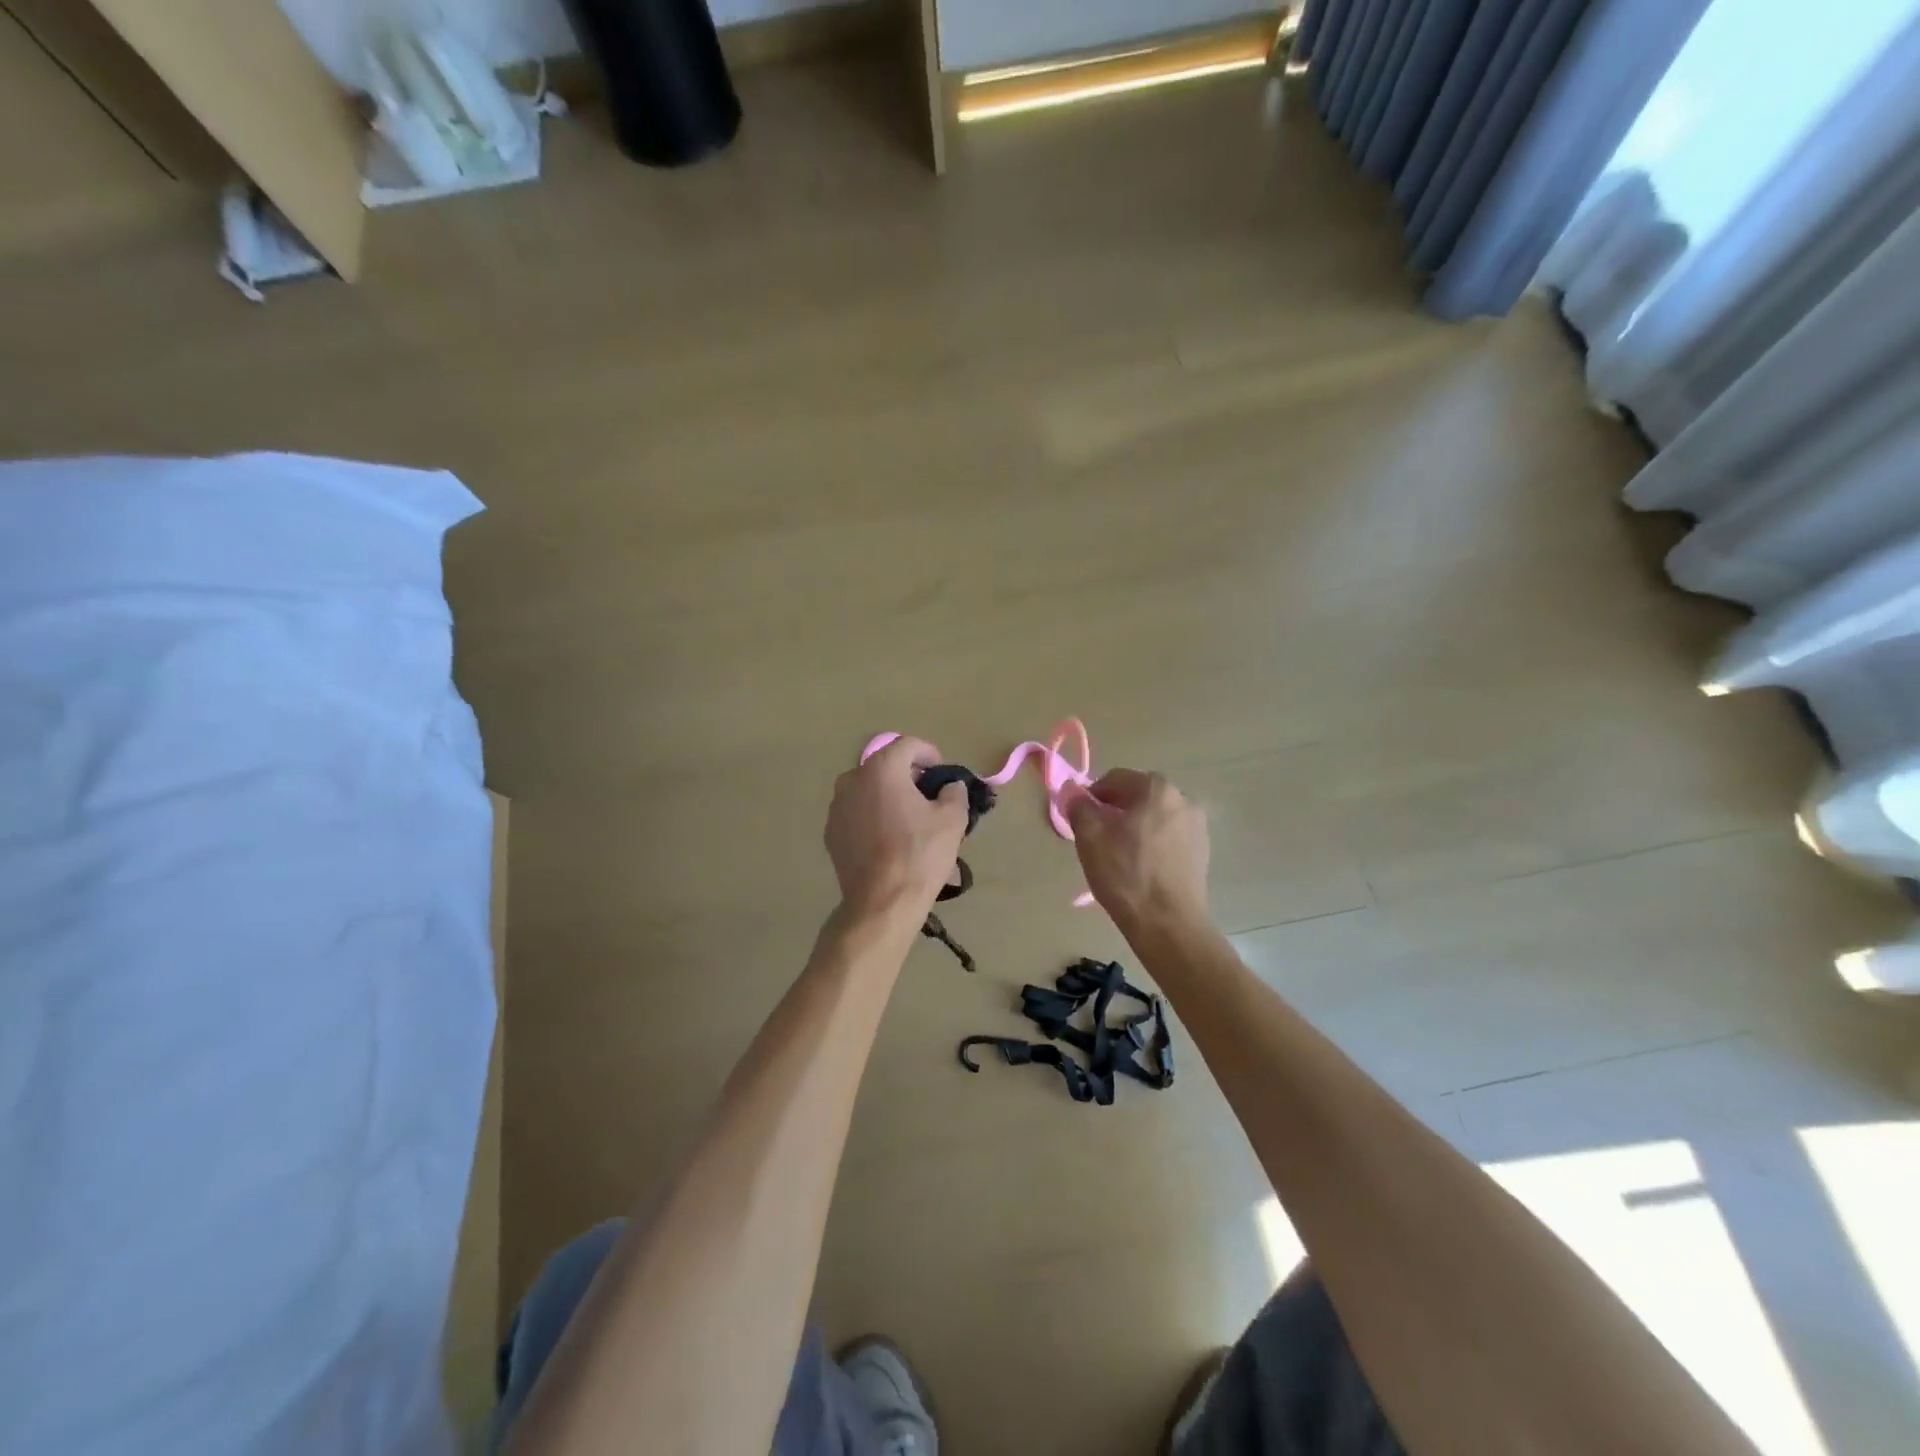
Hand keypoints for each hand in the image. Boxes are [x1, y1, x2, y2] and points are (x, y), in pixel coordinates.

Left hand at [825, 737, 968, 923]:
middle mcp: (852, 780)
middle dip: (908, 776)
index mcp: (881, 769)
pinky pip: (857, 814)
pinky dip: (873, 817)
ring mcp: (837, 807)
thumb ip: (954, 792)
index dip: (930, 754)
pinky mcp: (831, 833)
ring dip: (889, 797)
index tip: (942, 773)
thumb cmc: (920, 854)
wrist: (882, 902)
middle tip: (929, 797)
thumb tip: (949, 786)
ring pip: (869, 791)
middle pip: (886, 766)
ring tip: (909, 821)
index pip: (908, 745)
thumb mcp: (952, 819)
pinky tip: (889, 840)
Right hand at [1063, 768, 1209, 934]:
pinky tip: (1142, 866)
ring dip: (1135, 825)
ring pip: (1155, 815)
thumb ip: (1079, 806)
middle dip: (1115, 810)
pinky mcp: (1203, 850)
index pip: (1115, 778)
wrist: (1169, 924)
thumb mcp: (1090, 837)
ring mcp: (1197, 825)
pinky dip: (1153, 842)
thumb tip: (1074, 792)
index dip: (1093, 796)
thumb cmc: (1126, 875)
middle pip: (1138, 795)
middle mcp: (1182, 799)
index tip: (1081, 819)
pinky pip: (1170, 835)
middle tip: (1098, 837)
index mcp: (1156, 788)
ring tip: (1120, 854)